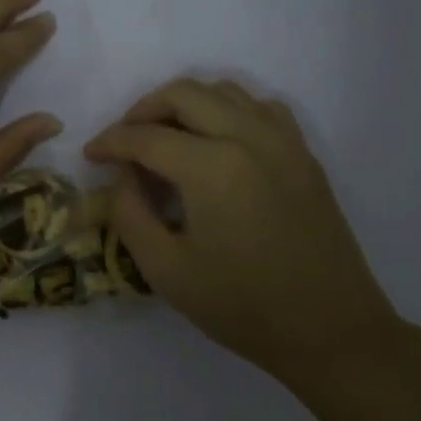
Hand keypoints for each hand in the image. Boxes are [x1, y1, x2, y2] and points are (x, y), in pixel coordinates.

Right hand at [84, 78, 402, 380]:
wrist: (329, 329)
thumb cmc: (242, 307)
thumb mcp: (166, 270)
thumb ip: (129, 214)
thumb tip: (122, 178)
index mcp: (212, 167)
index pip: (146, 136)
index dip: (110, 142)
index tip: (90, 156)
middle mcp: (249, 137)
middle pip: (184, 94)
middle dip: (143, 110)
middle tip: (124, 141)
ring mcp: (283, 141)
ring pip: (224, 91)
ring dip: (185, 104)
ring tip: (165, 137)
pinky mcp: (304, 155)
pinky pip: (260, 107)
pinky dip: (228, 110)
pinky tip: (217, 141)